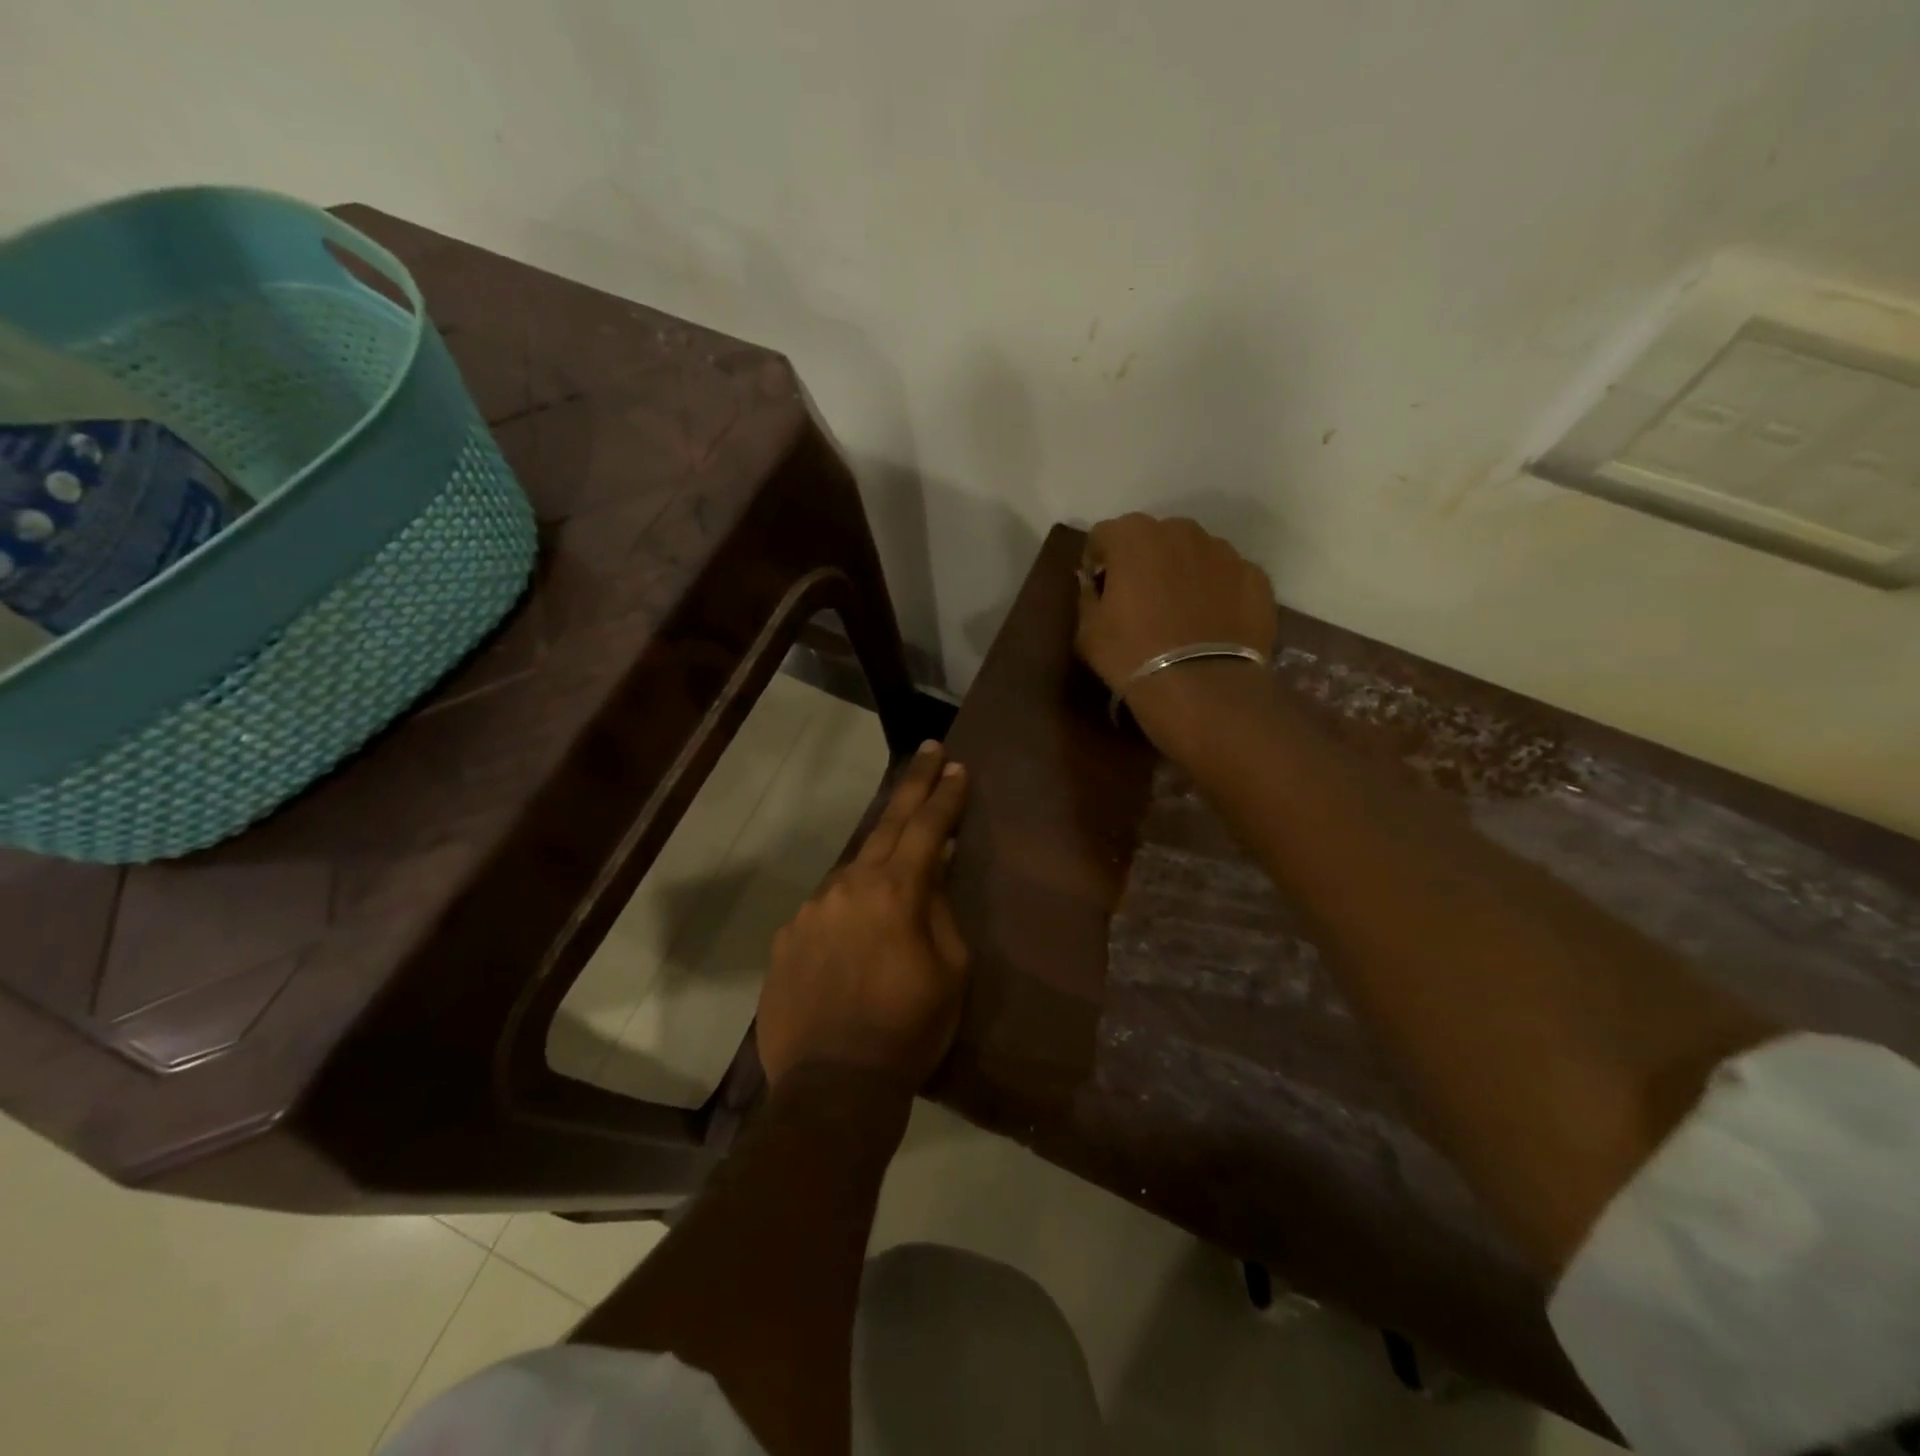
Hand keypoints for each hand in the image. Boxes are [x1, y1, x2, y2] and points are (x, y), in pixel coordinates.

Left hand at [756, 742, 969, 1090]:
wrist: (832, 1085)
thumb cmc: (908, 1029)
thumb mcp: (950, 971)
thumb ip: (941, 910)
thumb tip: (937, 869)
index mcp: (894, 892)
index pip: (927, 828)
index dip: (944, 796)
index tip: (956, 766)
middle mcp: (848, 886)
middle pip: (887, 826)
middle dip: (912, 787)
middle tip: (927, 752)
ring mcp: (811, 909)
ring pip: (853, 868)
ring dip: (878, 857)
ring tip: (898, 862)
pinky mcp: (787, 936)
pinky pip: (827, 907)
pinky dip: (848, 903)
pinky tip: (857, 926)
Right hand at [1076, 513, 1277, 736]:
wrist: (1201, 687)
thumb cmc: (1131, 655)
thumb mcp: (1087, 631)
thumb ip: (1088, 596)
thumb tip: (1094, 585)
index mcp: (1133, 536)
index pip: (1105, 535)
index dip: (1099, 562)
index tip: (1100, 590)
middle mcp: (1180, 530)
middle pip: (1154, 538)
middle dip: (1145, 562)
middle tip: (1141, 602)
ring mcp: (1224, 551)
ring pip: (1195, 554)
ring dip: (1184, 574)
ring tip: (1181, 615)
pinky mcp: (1256, 577)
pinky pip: (1228, 578)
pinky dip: (1218, 593)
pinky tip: (1212, 626)